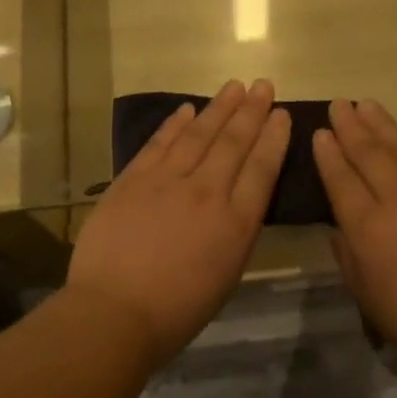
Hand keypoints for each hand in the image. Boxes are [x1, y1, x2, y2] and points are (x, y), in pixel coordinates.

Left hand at [68, 79, 290, 367]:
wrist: (114, 312)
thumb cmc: (177, 309)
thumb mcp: (226, 274)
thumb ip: (236, 231)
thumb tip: (238, 200)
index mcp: (236, 222)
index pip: (262, 168)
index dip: (274, 137)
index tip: (282, 114)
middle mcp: (207, 192)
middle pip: (234, 142)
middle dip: (252, 111)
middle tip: (263, 85)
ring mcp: (167, 181)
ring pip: (199, 135)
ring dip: (219, 108)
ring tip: (234, 86)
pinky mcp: (133, 179)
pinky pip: (159, 143)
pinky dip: (175, 124)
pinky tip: (188, 109)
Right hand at [314, 99, 396, 397]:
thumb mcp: (366, 295)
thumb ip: (348, 254)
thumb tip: (341, 224)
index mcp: (368, 228)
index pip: (340, 179)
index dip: (328, 153)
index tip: (320, 132)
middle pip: (369, 154)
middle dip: (351, 127)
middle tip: (339, 105)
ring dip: (383, 122)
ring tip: (367, 103)